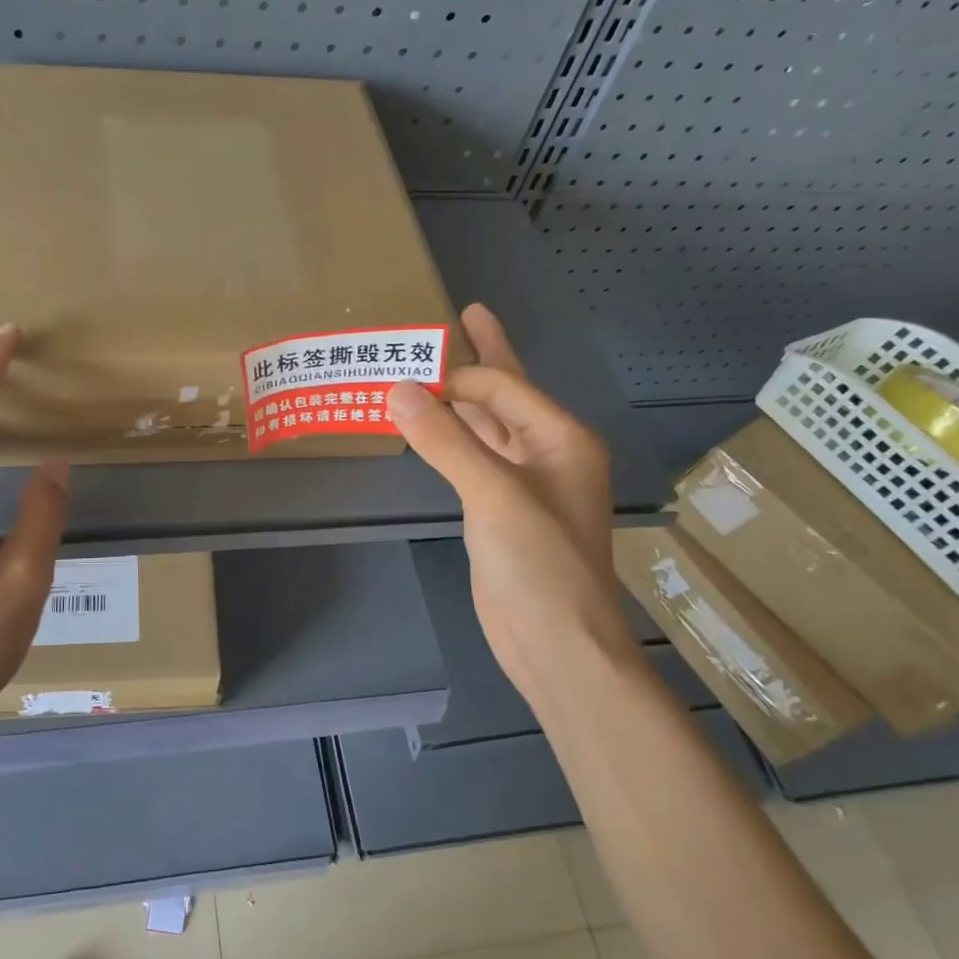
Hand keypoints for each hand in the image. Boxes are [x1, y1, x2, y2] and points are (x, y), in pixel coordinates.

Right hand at [387, 303, 636, 684]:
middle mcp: (547, 452)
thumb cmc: (538, 563)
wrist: (555, 643)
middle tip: (462, 316)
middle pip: (506, 394)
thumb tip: (398, 389)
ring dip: (460, 400)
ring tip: (431, 367)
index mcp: (560, 438)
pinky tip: (431, 426)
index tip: (406, 368)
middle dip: (482, 359)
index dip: (457, 372)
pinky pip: (473, 459)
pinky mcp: (500, 510)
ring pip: (488, 427)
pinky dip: (450, 439)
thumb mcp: (492, 493)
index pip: (502, 386)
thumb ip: (445, 439)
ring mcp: (524, 483)